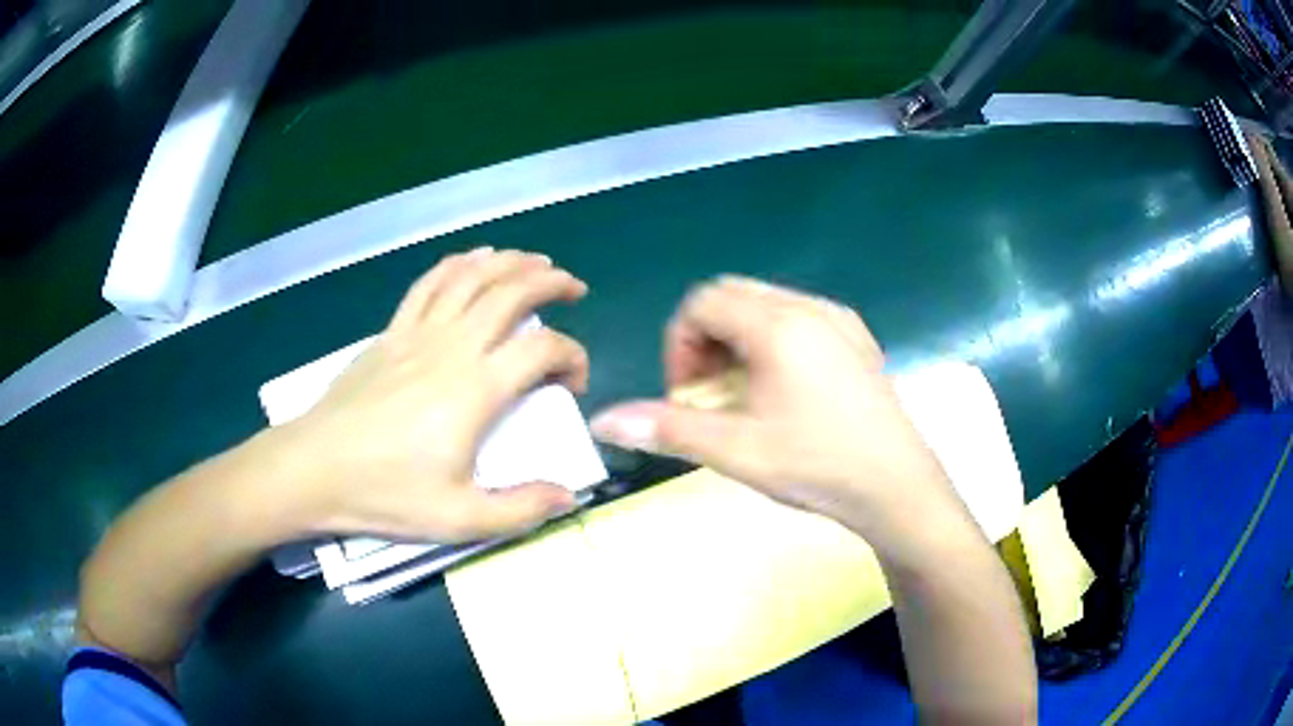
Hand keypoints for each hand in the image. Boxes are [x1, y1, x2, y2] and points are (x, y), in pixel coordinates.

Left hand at [273, 248, 588, 542]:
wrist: (313, 468)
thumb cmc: (384, 494)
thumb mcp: (459, 519)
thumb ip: (520, 509)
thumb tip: (569, 497)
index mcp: (475, 390)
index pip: (542, 348)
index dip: (572, 356)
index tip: (572, 385)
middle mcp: (451, 348)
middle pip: (510, 292)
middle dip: (550, 282)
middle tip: (573, 288)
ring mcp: (417, 333)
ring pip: (471, 277)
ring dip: (509, 262)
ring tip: (535, 262)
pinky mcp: (391, 333)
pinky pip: (429, 283)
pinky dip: (458, 264)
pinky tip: (473, 260)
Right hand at [590, 276, 974, 560]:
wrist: (897, 486)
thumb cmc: (817, 466)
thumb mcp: (736, 450)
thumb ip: (665, 428)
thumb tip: (602, 420)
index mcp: (777, 324)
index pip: (701, 302)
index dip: (679, 345)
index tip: (687, 395)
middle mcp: (808, 307)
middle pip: (732, 296)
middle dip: (705, 340)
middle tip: (710, 394)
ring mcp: (838, 320)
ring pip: (766, 305)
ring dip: (737, 340)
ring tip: (744, 394)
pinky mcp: (857, 338)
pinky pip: (799, 318)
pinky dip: (772, 340)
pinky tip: (785, 389)